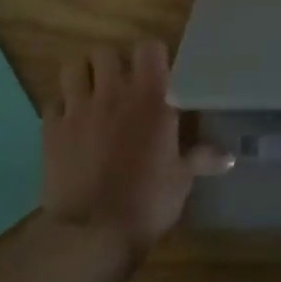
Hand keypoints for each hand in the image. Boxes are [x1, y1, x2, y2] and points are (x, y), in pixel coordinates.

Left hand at [43, 40, 232, 260]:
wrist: (91, 234)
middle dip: (112, 63)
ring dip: (82, 76)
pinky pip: (52, 102)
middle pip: (105, 51)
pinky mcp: (50, 131)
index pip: (149, 47)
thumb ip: (202, 159)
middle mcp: (113, 93)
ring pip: (72, 68)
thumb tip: (230, 158)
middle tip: (121, 84)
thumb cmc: (146, 201)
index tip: (156, 72)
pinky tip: (70, 123)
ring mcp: (77, 109)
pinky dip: (61, 107)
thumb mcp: (181, 180)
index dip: (151, 56)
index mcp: (151, 98)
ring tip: (91, 93)